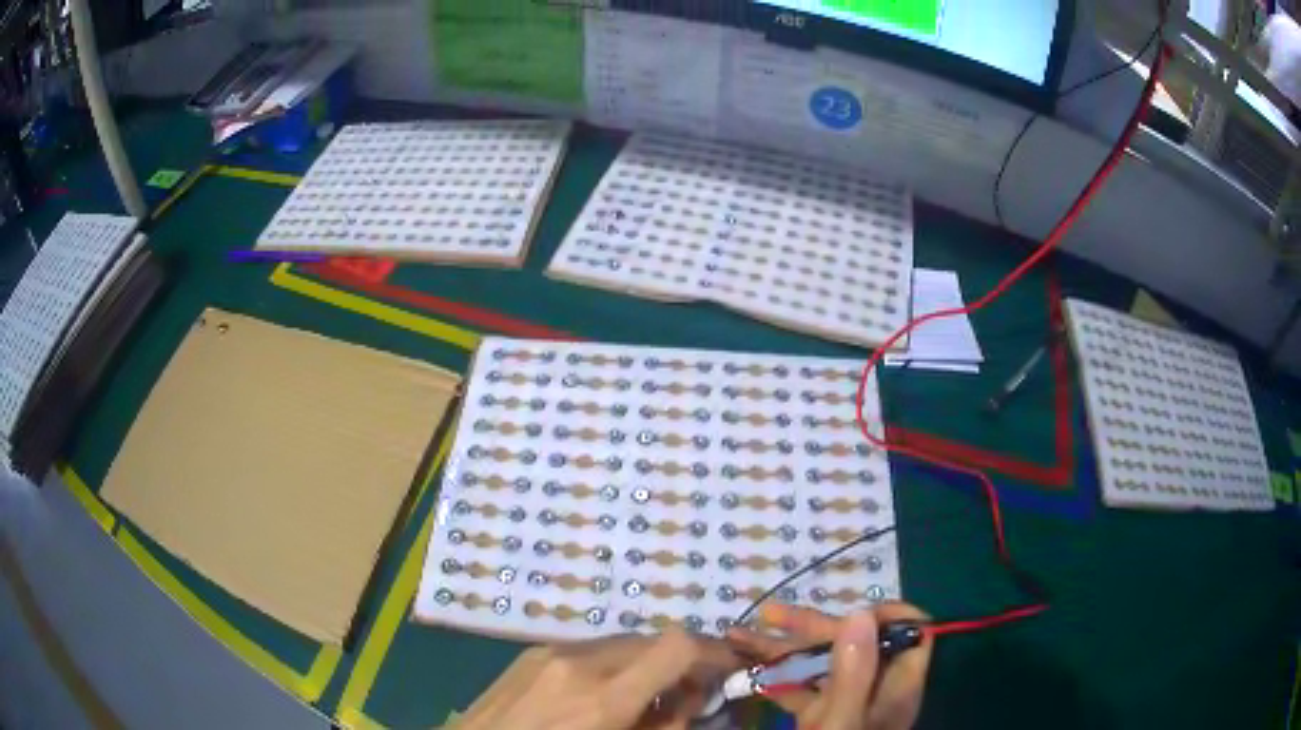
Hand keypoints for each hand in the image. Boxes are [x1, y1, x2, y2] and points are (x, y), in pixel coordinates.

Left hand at [455, 628, 741, 729]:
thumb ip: (666, 727)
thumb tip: (691, 699)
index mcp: (603, 698)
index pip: (675, 646)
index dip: (713, 651)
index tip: (730, 668)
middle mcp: (578, 662)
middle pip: (652, 640)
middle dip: (682, 662)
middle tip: (690, 693)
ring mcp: (549, 651)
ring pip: (622, 642)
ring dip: (646, 663)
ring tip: (643, 697)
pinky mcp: (530, 652)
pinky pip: (589, 648)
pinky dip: (613, 664)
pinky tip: (602, 692)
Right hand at [727, 603, 932, 729]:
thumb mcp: (840, 722)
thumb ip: (853, 673)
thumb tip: (860, 612)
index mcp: (895, 686)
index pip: (913, 633)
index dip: (888, 615)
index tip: (849, 612)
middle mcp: (876, 688)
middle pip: (856, 642)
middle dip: (811, 627)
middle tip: (766, 619)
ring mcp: (847, 702)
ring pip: (822, 663)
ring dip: (782, 647)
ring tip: (738, 635)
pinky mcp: (822, 716)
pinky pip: (802, 687)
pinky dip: (776, 676)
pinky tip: (745, 668)